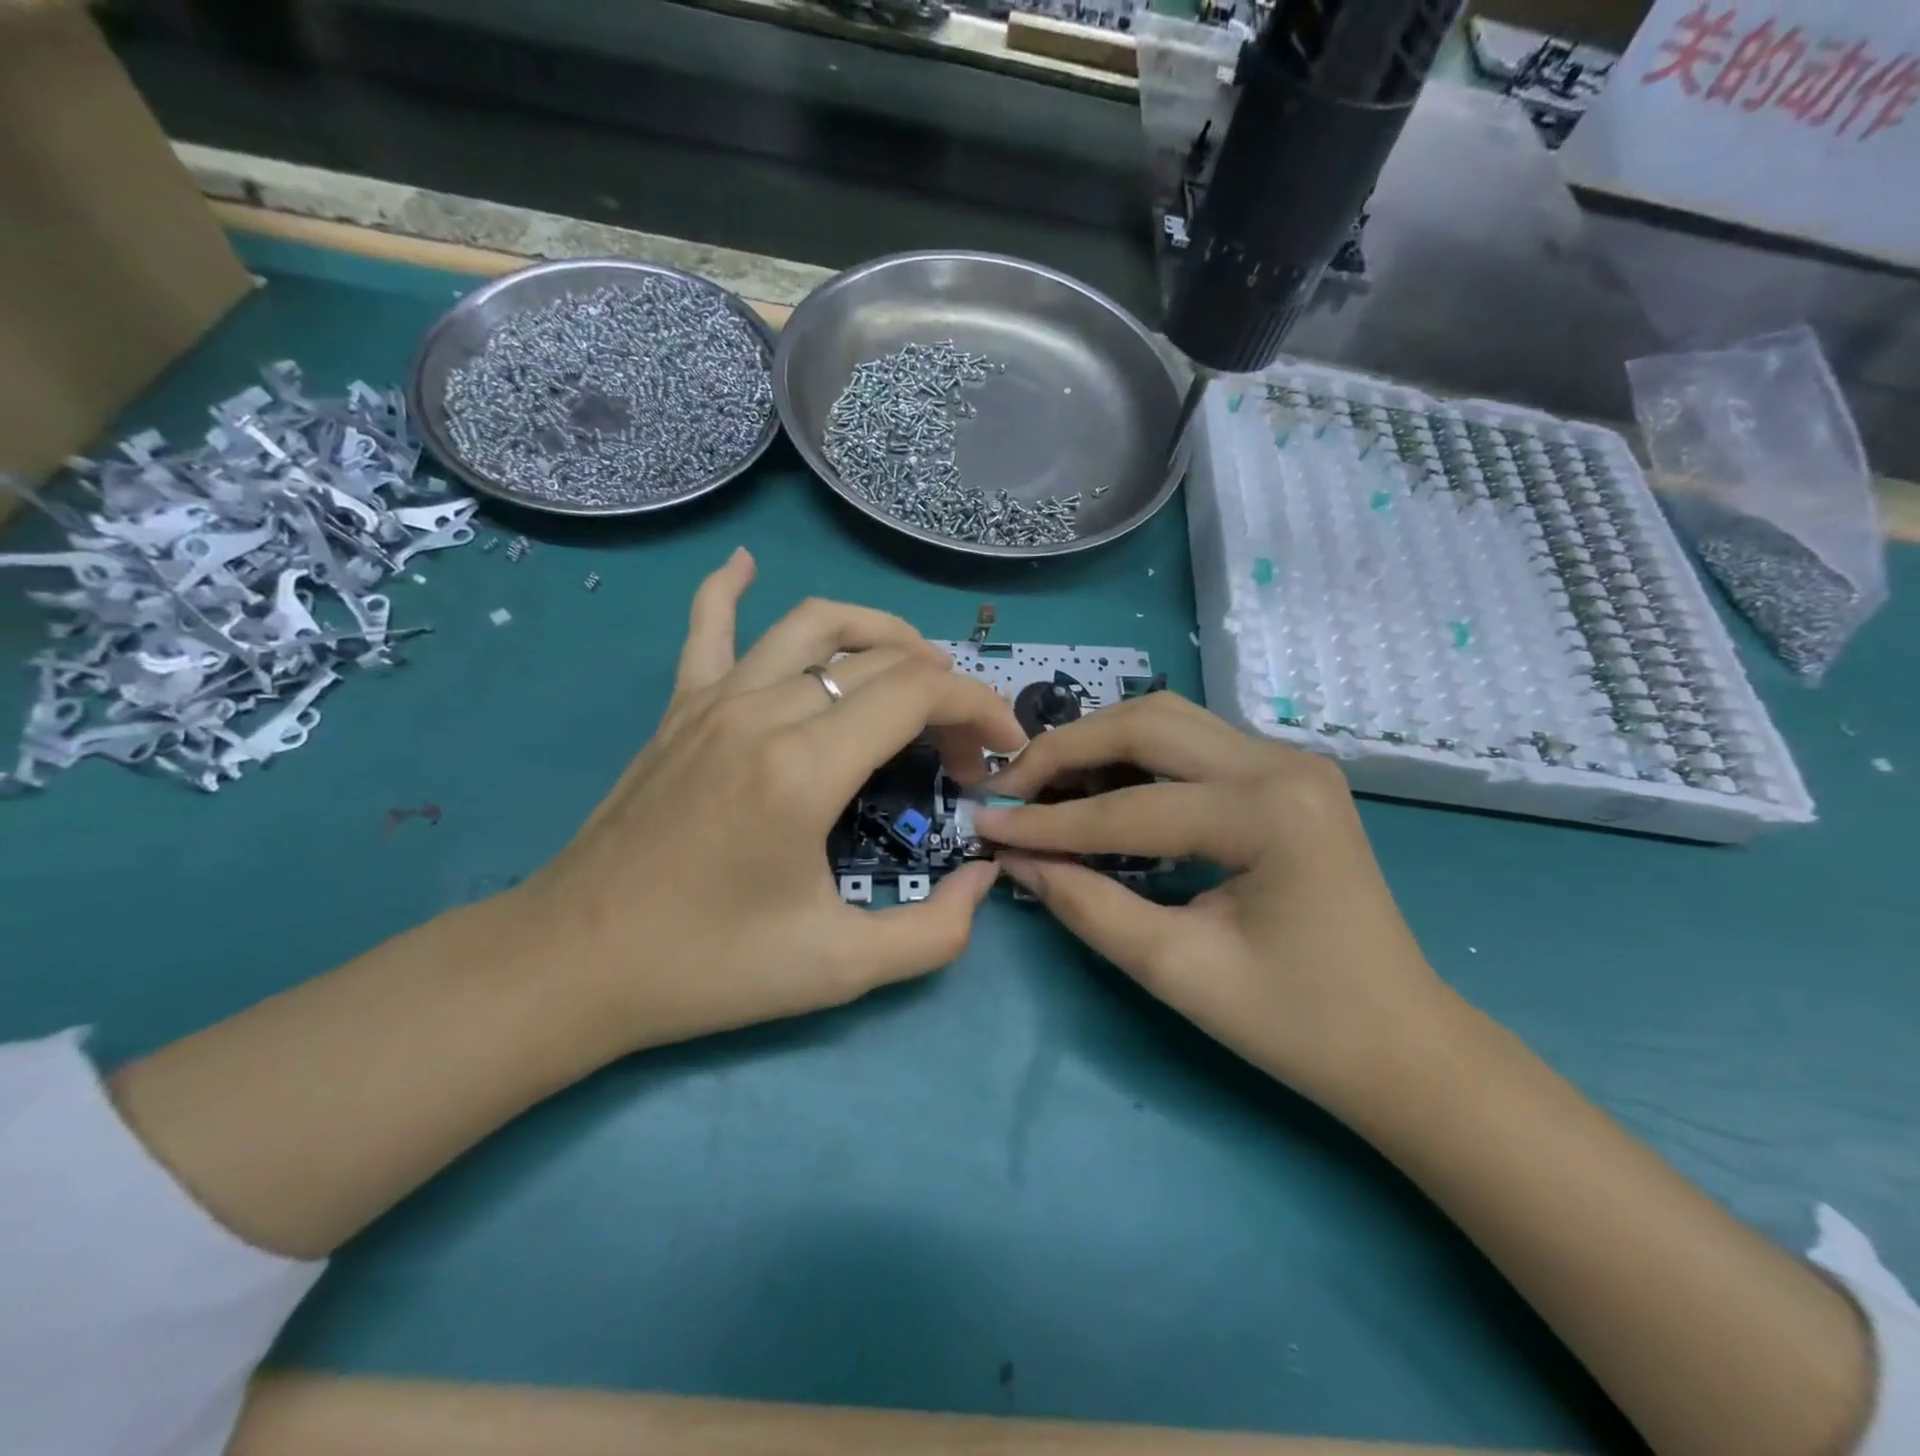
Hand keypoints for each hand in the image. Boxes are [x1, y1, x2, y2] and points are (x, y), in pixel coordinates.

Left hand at [516, 549, 1025, 1054]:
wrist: (573, 964)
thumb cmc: (707, 967)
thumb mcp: (839, 970)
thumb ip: (934, 931)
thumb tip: (983, 878)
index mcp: (804, 768)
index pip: (917, 694)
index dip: (978, 707)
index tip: (1002, 748)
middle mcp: (763, 712)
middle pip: (880, 661)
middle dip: (943, 693)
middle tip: (961, 750)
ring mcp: (714, 700)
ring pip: (812, 625)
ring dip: (878, 633)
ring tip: (912, 665)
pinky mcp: (678, 708)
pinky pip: (707, 626)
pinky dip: (730, 587)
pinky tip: (745, 564)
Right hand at [974, 693, 1447, 1110]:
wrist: (1402, 1044)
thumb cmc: (1298, 1023)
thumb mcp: (1178, 971)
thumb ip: (1087, 906)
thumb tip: (1013, 858)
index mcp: (1270, 813)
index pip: (1131, 807)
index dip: (1047, 822)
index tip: (983, 825)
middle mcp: (1282, 764)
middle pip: (1147, 724)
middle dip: (1066, 751)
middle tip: (1009, 788)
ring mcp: (1289, 762)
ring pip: (1167, 720)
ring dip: (1098, 743)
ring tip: (1044, 783)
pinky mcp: (1284, 776)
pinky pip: (1190, 743)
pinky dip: (1133, 756)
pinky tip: (1098, 784)